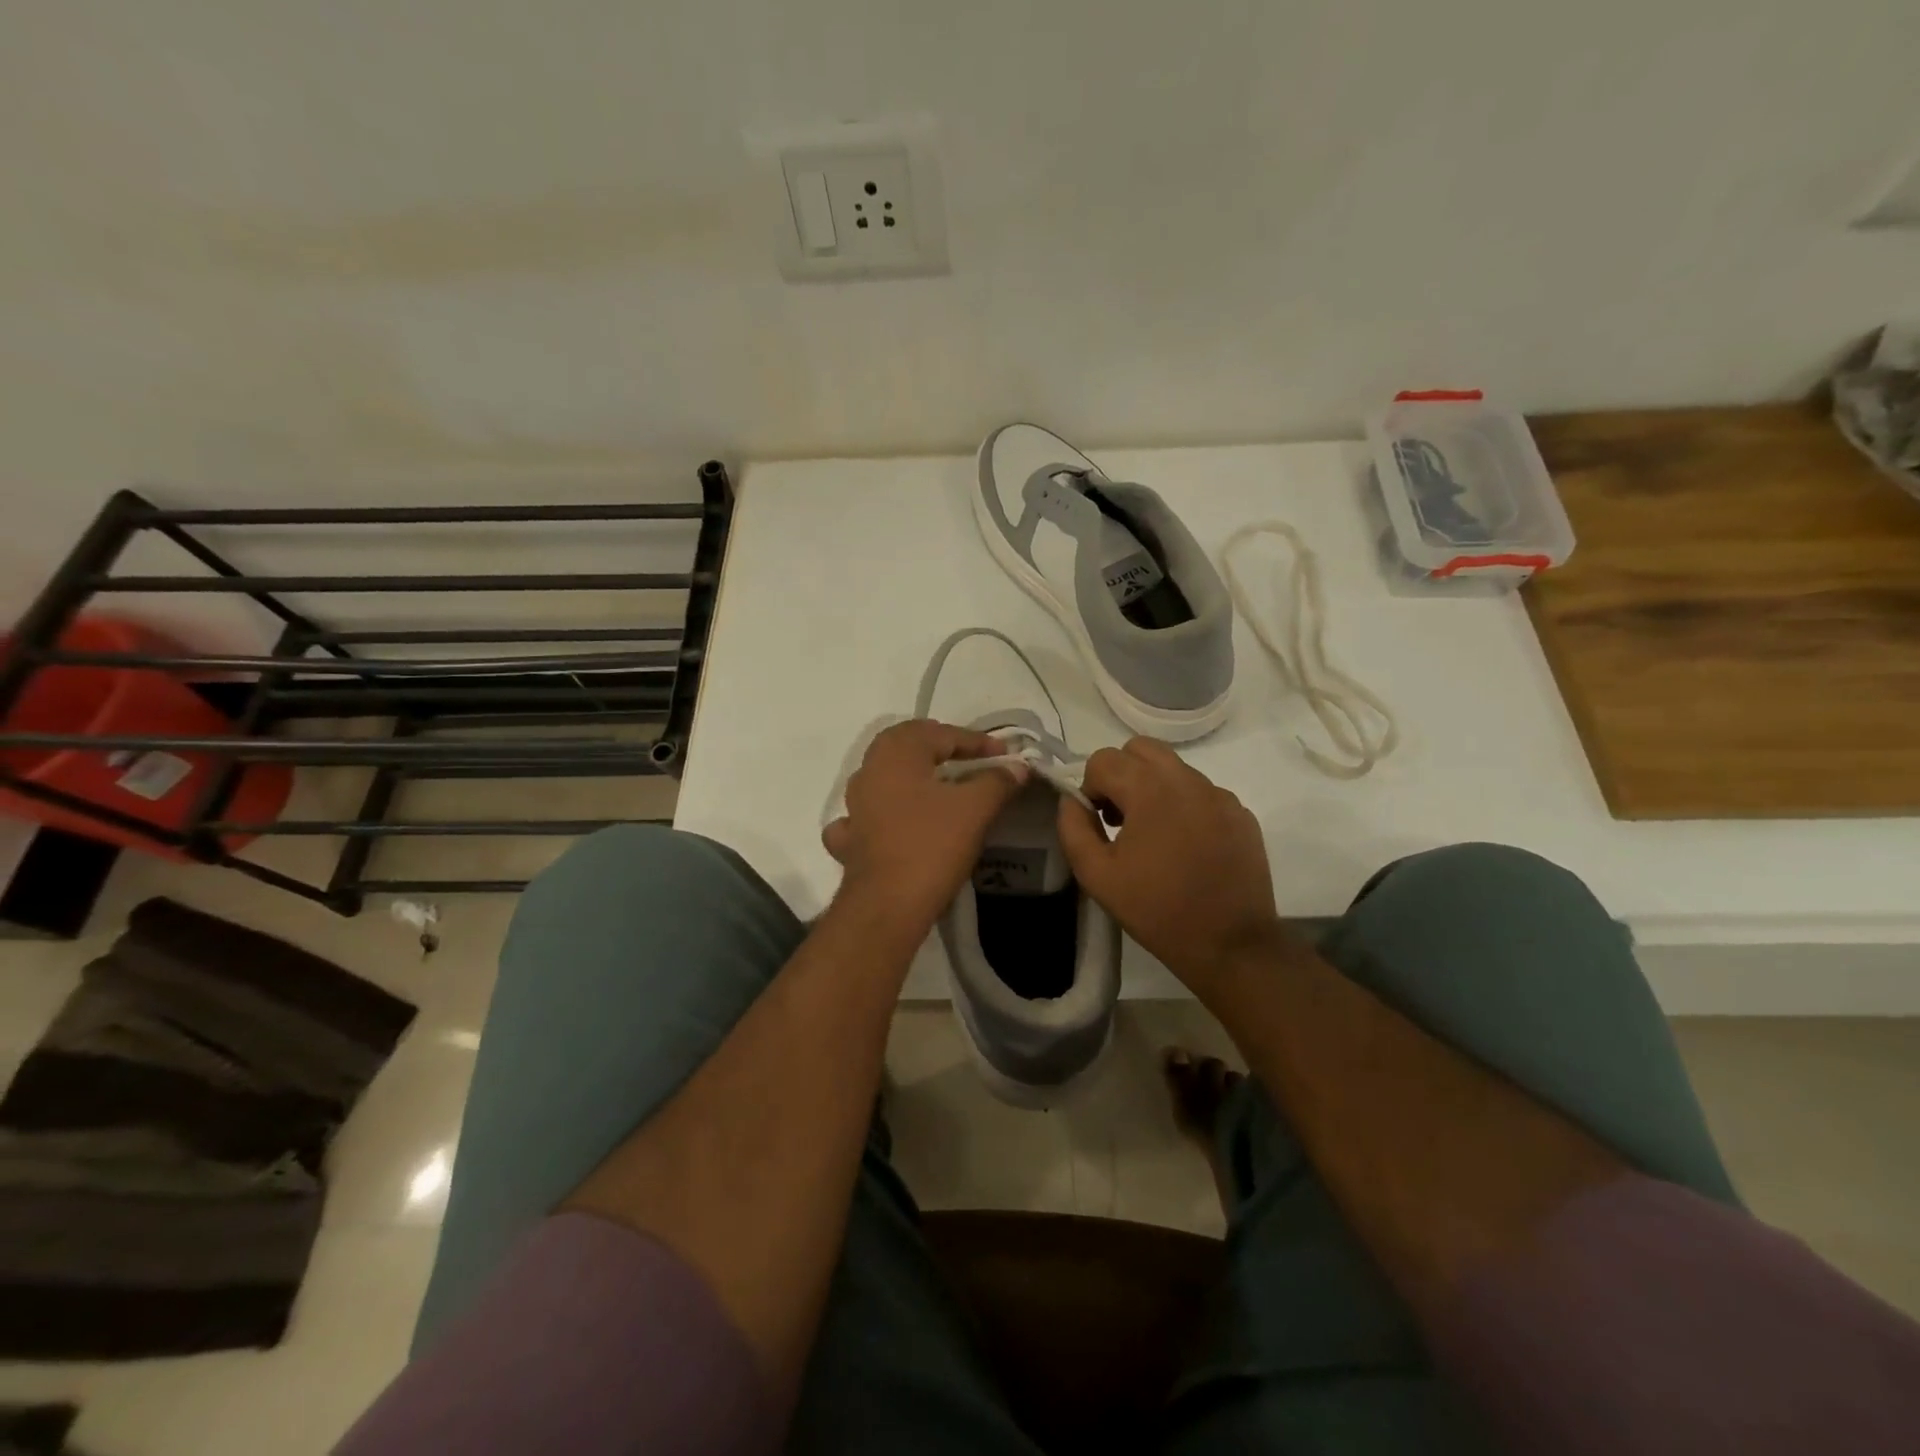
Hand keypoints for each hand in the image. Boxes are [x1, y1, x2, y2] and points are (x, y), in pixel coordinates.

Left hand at [823, 719, 1026, 939]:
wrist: (888, 905)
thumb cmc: (932, 846)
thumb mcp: (975, 808)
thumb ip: (997, 781)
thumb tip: (1018, 767)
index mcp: (896, 754)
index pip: (941, 734)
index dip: (977, 741)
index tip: (1006, 755)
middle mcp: (869, 771)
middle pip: (907, 746)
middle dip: (940, 747)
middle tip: (970, 757)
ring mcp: (855, 806)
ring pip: (885, 777)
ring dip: (913, 776)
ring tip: (940, 785)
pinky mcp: (851, 839)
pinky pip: (868, 815)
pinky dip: (885, 812)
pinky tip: (895, 821)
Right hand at [1056, 737, 1284, 993]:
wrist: (1230, 946)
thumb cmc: (1157, 910)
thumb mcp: (1096, 875)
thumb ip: (1074, 828)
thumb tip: (1072, 800)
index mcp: (1150, 790)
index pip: (1104, 759)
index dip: (1091, 787)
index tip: (1099, 823)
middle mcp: (1188, 780)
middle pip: (1141, 749)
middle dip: (1122, 773)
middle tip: (1121, 817)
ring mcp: (1220, 795)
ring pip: (1174, 768)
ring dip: (1153, 788)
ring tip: (1153, 835)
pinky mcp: (1241, 814)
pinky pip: (1202, 792)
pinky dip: (1185, 806)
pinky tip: (1186, 847)